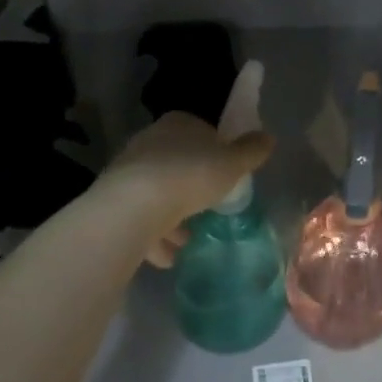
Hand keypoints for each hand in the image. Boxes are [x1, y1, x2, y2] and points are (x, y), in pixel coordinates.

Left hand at [101, 112, 275, 265]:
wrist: (134, 207)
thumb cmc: (190, 176)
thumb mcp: (232, 164)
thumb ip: (251, 151)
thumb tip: (268, 137)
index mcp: (179, 124)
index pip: (200, 131)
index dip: (215, 151)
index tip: (225, 174)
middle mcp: (150, 141)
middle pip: (177, 162)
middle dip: (191, 185)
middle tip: (208, 207)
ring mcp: (128, 170)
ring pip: (156, 192)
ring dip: (171, 216)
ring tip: (187, 239)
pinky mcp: (113, 201)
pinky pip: (139, 218)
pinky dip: (153, 236)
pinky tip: (167, 257)